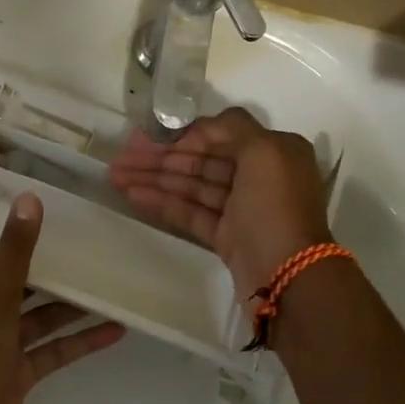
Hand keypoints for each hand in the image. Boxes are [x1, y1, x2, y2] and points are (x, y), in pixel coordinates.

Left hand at [0, 193, 125, 403]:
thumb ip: (14, 252)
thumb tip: (29, 200)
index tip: (27, 208)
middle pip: (14, 282)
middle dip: (45, 266)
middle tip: (81, 241)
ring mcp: (0, 345)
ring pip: (39, 317)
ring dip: (69, 305)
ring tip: (107, 284)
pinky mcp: (19, 373)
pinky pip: (54, 350)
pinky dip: (80, 341)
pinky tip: (114, 329)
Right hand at [108, 108, 333, 299]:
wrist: (288, 275)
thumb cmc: (276, 206)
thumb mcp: (264, 151)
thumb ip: (230, 128)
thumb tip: (196, 128)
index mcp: (273, 151)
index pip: (220, 134)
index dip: (182, 134)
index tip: (148, 136)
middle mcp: (258, 176)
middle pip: (202, 160)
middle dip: (160, 158)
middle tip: (121, 158)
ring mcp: (241, 209)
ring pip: (192, 186)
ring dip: (154, 180)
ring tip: (116, 177)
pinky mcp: (226, 236)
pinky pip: (190, 212)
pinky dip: (163, 203)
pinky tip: (134, 195)